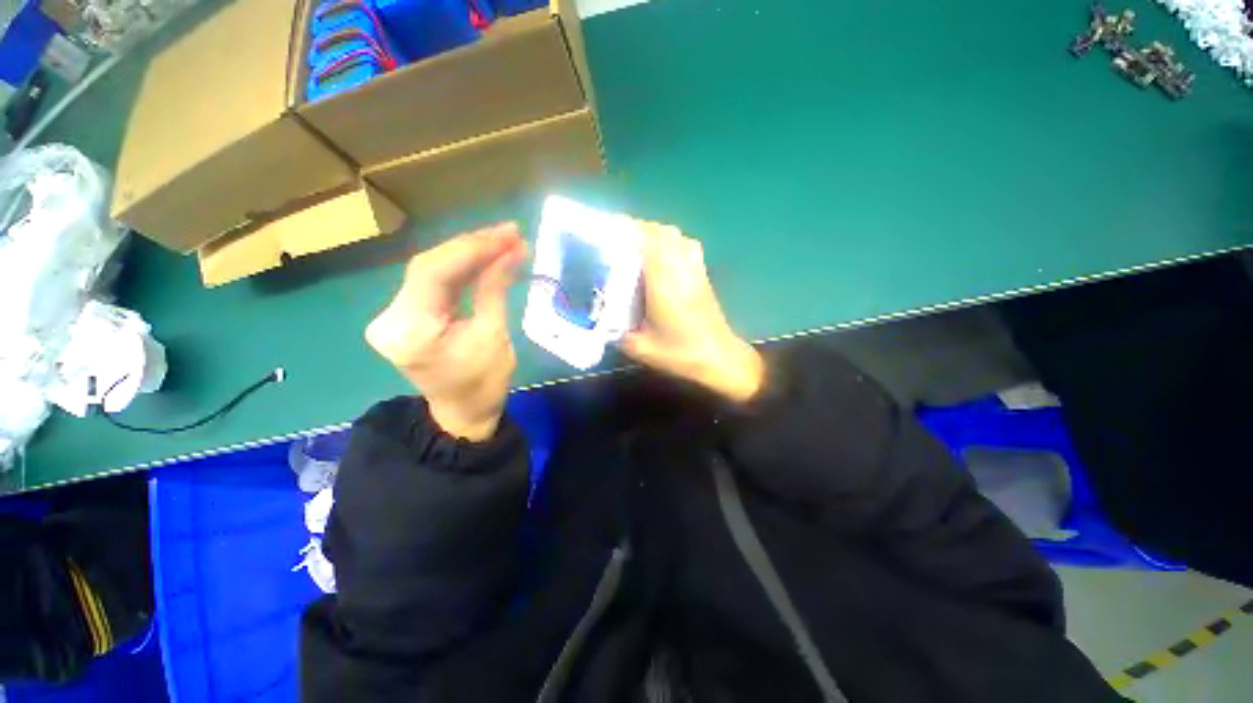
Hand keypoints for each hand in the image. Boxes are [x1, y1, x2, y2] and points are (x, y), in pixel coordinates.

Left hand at [365, 223, 526, 440]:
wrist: (464, 412)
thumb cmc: (483, 383)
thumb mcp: (494, 335)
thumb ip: (495, 288)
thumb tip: (511, 251)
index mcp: (408, 330)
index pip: (434, 273)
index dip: (472, 249)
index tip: (507, 235)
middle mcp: (390, 317)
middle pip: (429, 266)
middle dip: (473, 247)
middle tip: (509, 233)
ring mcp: (394, 314)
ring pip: (432, 270)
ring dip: (469, 254)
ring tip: (503, 240)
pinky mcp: (406, 314)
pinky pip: (434, 282)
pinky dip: (462, 268)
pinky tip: (485, 256)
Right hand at [622, 223, 764, 402]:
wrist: (719, 359)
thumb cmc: (681, 354)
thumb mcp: (641, 349)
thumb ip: (618, 333)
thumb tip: (603, 321)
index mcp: (664, 284)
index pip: (649, 243)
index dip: (629, 230)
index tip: (609, 229)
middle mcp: (682, 270)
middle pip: (664, 233)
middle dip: (640, 229)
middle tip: (619, 240)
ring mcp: (696, 271)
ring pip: (678, 237)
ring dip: (657, 234)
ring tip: (638, 246)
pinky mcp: (703, 277)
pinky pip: (688, 247)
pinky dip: (672, 243)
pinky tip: (662, 258)